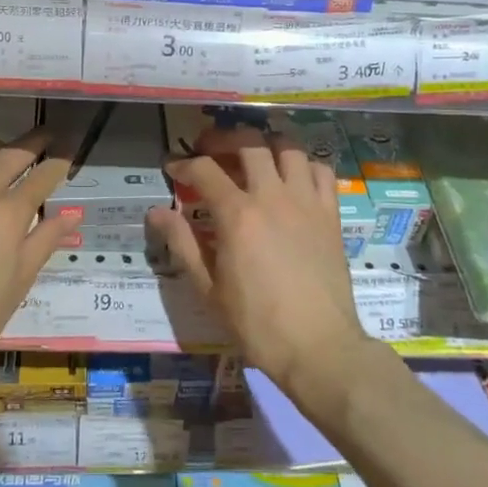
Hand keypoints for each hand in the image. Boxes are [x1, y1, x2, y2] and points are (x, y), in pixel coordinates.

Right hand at [146, 126, 369, 391]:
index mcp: (237, 214)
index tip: (172, 168)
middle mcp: (273, 196)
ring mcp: (307, 201)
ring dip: (267, 143)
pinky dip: (304, 164)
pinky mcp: (331, 214)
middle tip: (210, 149)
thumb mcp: (209, 289)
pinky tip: (292, 177)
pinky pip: (322, 171)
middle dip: (223, 138)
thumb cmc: (257, 324)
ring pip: (289, 147)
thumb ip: (182, 243)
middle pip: (249, 142)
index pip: (204, 170)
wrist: (319, 348)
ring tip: (253, 155)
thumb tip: (156, 212)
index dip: (183, 163)